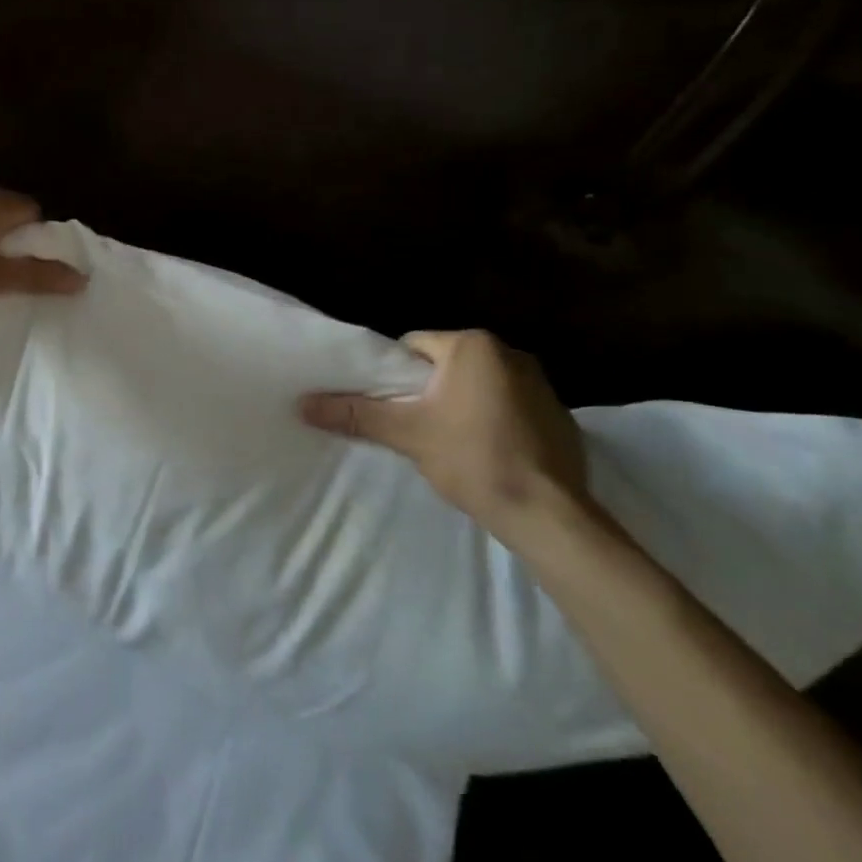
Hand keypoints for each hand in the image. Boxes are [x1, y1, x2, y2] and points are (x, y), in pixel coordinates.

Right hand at [300, 329, 590, 549]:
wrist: (548, 515)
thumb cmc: (474, 460)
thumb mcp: (407, 434)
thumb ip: (356, 414)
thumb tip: (303, 404)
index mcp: (473, 346)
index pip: (413, 346)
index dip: (393, 374)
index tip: (386, 404)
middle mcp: (510, 353)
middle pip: (446, 364)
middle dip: (427, 390)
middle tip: (410, 424)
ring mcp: (541, 383)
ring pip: (477, 385)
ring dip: (460, 404)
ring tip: (445, 440)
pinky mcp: (559, 415)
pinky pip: (508, 405)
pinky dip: (492, 420)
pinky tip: (485, 452)